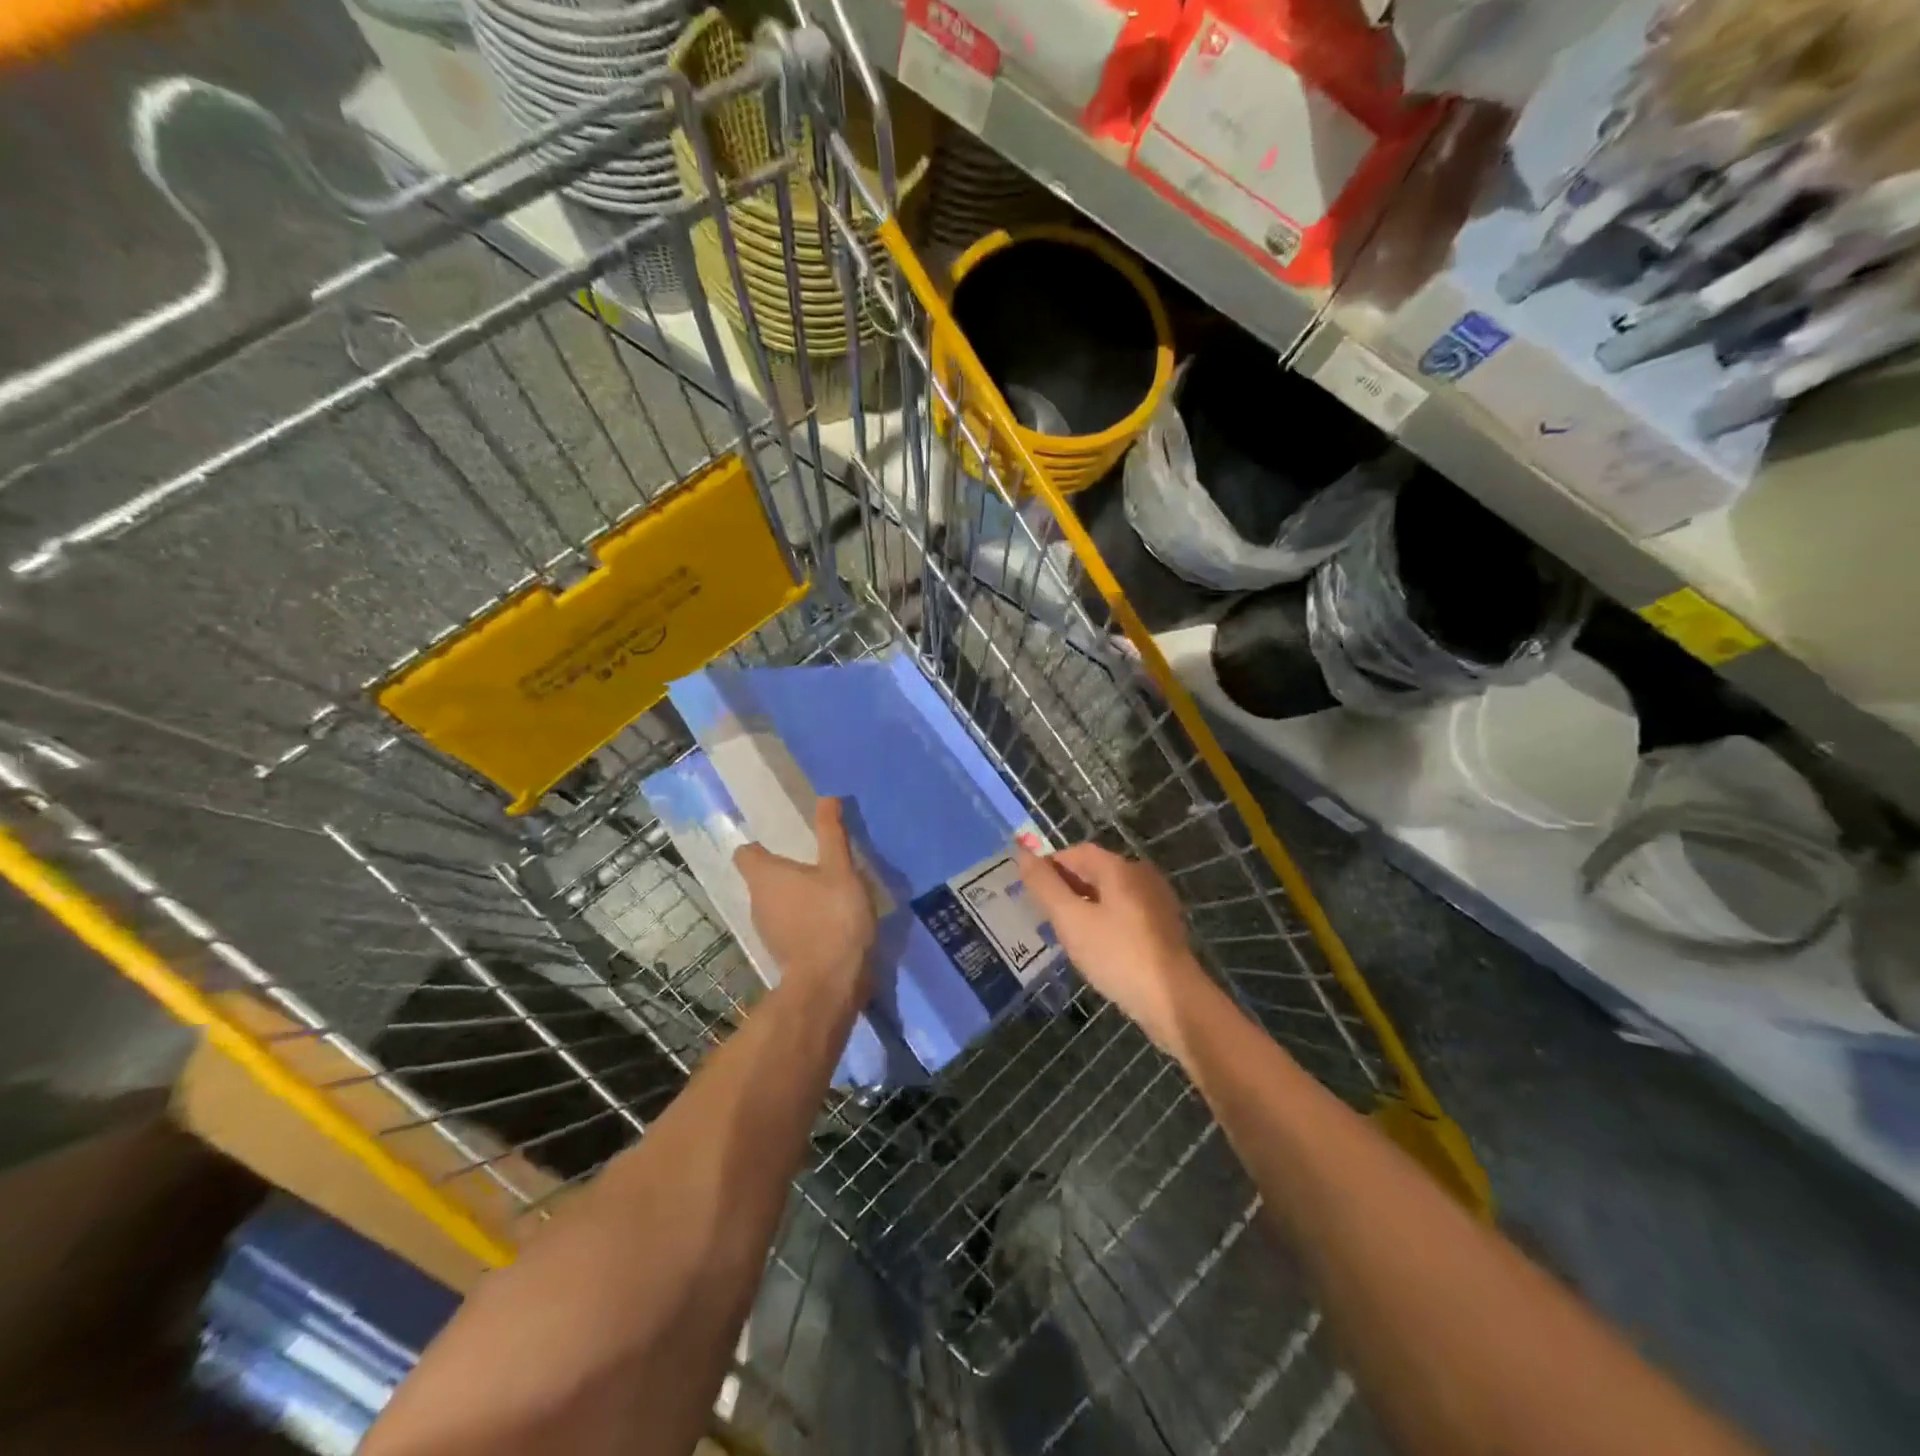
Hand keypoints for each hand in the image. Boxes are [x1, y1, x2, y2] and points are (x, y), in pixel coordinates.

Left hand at [733, 797, 876, 1010]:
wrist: (831, 982)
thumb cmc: (832, 917)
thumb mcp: (840, 869)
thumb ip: (831, 834)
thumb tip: (826, 797)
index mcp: (764, 876)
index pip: (746, 853)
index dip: (760, 845)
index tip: (784, 840)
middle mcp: (755, 901)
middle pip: (762, 878)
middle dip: (783, 870)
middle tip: (814, 861)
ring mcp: (766, 930)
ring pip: (775, 903)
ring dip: (794, 896)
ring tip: (825, 890)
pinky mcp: (781, 952)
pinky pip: (787, 925)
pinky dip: (802, 920)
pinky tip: (828, 919)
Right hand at [1014, 842, 1213, 1062]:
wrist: (1173, 1001)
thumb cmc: (1116, 955)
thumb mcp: (1071, 920)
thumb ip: (1044, 886)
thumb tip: (1022, 852)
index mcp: (1119, 867)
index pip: (1076, 852)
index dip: (1050, 865)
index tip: (1030, 890)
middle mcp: (1141, 875)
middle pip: (1095, 870)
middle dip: (1066, 886)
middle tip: (1043, 913)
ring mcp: (1156, 901)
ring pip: (1110, 893)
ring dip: (1085, 905)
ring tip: (1064, 931)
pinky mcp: (1163, 927)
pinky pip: (1125, 912)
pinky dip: (1104, 920)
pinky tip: (1094, 946)